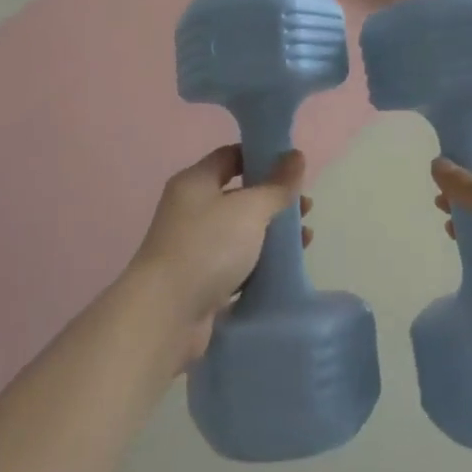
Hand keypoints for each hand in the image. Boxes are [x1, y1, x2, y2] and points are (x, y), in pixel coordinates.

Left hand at [129, 145, 309, 363]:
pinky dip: (260, 264)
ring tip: (306, 239)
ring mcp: (194, 248)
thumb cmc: (207, 247)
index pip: (231, 156)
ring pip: (241, 233)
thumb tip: (297, 155)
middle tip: (306, 208)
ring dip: (272, 234)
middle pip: (239, 196)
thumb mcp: (249, 209)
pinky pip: (237, 265)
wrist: (165, 316)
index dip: (261, 156)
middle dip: (274, 200)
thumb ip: (277, 185)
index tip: (292, 167)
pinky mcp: (200, 283)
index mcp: (195, 182)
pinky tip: (285, 269)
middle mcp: (191, 210)